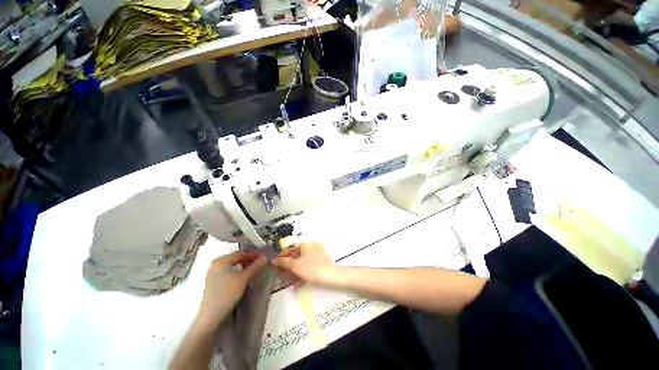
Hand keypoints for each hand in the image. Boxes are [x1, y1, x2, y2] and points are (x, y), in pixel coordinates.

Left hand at [198, 251, 266, 327]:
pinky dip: (236, 271)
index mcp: (221, 260)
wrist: (212, 315)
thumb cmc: (228, 293)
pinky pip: (227, 271)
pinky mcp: (212, 281)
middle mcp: (215, 264)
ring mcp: (212, 273)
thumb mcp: (244, 278)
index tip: (263, 257)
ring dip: (243, 265)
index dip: (253, 254)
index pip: (240, 253)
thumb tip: (265, 256)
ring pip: (231, 265)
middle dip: (248, 260)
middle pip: (235, 258)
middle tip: (259, 263)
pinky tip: (242, 276)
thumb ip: (255, 266)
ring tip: (253, 269)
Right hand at [271, 241, 340, 285]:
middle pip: (297, 255)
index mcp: (306, 244)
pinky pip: (309, 264)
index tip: (276, 266)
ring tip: (290, 281)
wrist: (331, 276)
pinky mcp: (322, 260)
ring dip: (295, 270)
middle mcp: (312, 245)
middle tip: (282, 275)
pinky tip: (299, 283)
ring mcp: (318, 252)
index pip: (291, 248)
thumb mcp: (295, 266)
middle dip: (289, 266)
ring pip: (303, 261)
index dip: (282, 257)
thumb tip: (273, 259)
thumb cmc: (312, 269)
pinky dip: (304, 272)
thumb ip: (284, 262)